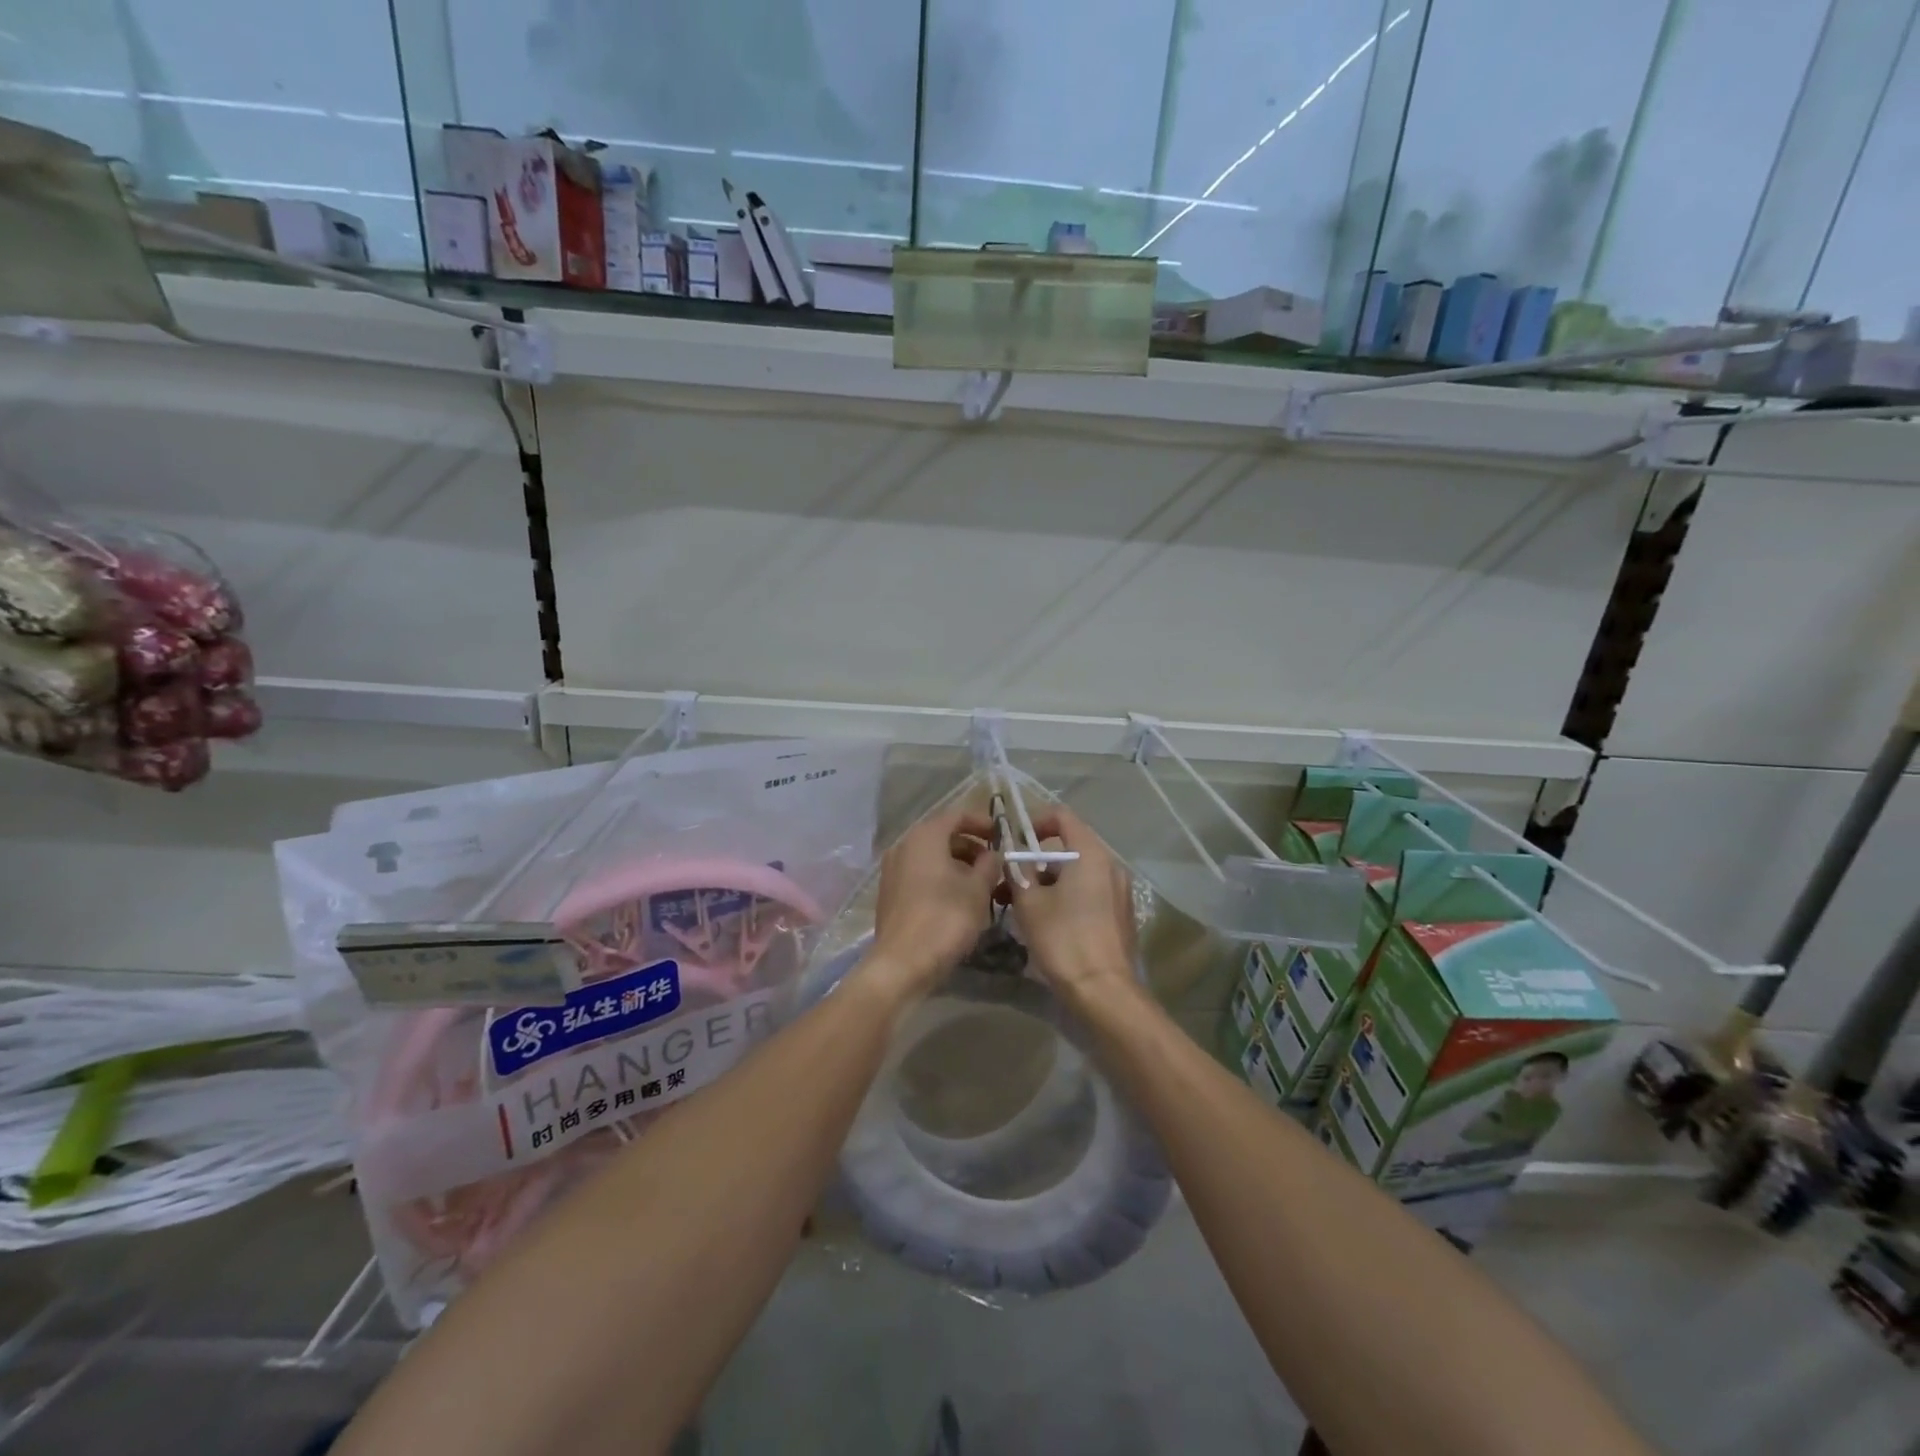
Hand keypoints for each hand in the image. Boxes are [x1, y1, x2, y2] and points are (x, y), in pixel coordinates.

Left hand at [867, 804, 1002, 996]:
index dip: (982, 822)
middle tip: (994, 863)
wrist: (903, 963)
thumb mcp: (978, 889)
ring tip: (981, 884)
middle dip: (971, 846)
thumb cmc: (945, 918)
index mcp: (925, 836)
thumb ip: (990, 864)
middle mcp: (904, 845)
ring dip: (958, 863)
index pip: (957, 815)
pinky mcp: (890, 892)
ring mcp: (893, 869)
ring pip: (931, 856)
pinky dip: (941, 877)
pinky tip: (958, 898)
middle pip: (943, 835)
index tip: (1002, 836)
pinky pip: (920, 873)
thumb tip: (993, 853)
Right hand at [1006, 805, 1136, 997]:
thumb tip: (1014, 858)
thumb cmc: (1064, 939)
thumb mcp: (1029, 902)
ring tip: (1019, 907)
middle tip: (1009, 882)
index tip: (1014, 841)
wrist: (1103, 991)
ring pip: (1077, 874)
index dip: (1035, 822)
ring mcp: (1119, 891)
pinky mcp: (1120, 914)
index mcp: (1091, 854)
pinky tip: (1046, 922)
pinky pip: (1089, 893)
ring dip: (1047, 883)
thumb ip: (1019, 871)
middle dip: (1035, 862)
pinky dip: (1065, 897)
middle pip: (1068, 849)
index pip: (1062, 817)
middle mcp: (1110, 866)